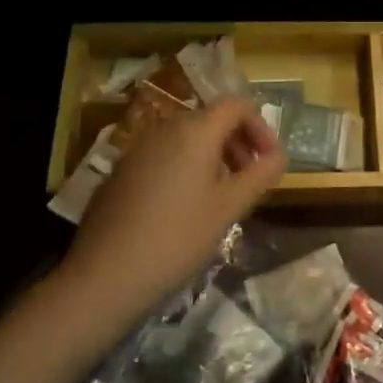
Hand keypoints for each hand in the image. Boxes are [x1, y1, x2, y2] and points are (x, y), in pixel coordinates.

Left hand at [59, 98, 284, 330]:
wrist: (104, 277)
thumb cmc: (177, 239)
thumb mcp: (229, 208)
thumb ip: (260, 175)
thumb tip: (278, 156)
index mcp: (196, 130)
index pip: (238, 106)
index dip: (261, 128)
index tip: (269, 162)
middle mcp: (166, 127)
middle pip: (212, 120)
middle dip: (238, 144)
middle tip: (249, 181)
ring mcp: (139, 147)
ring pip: (187, 138)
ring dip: (213, 157)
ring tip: (220, 197)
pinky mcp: (121, 170)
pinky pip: (164, 155)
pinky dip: (185, 168)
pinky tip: (183, 209)